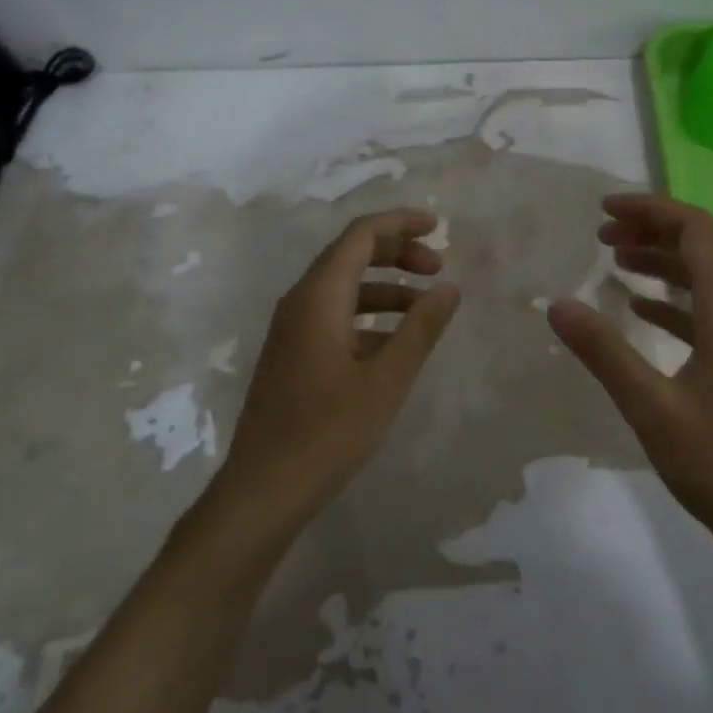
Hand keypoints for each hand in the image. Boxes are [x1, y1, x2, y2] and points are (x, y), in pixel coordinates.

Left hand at [210, 209, 460, 537]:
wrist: (264, 488)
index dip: (400, 223)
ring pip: (343, 288)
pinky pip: (334, 316)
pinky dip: (368, 316)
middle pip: (350, 255)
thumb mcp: (386, 380)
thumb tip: (449, 287)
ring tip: (425, 306)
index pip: (361, 235)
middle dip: (396, 252)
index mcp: (319, 296)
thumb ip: (420, 328)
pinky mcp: (292, 354)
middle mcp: (300, 302)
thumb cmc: (328, 431)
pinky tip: (394, 343)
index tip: (438, 226)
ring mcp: (292, 329)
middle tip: (437, 267)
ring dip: (385, 286)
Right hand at [547, 193, 712, 575]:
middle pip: (705, 247)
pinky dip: (675, 300)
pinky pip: (711, 312)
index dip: (651, 210)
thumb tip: (556, 305)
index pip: (697, 231)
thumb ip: (603, 351)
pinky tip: (641, 311)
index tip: (603, 212)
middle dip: (653, 229)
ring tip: (615, 261)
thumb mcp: (651, 407)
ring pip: (709, 278)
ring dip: (663, 262)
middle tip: (602, 235)